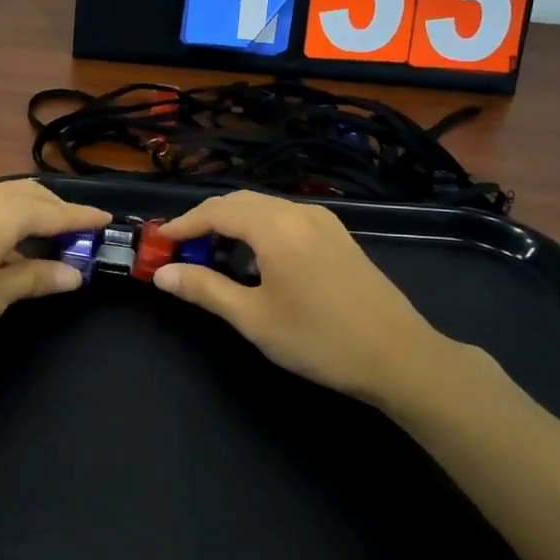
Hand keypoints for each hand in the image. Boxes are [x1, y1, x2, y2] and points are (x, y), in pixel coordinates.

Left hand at [0, 180, 109, 358]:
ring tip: (48, 235)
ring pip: (7, 195)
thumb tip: (74, 274)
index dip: (83, 218)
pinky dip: (8, 215)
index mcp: (2, 213)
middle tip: (79, 233)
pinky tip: (7, 240)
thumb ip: (35, 279)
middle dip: (58, 209)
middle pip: (31, 194)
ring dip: (32, 210)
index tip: (108, 220)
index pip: (55, 211)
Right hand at [153, 190, 468, 408]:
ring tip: (212, 254)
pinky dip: (259, 229)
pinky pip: (287, 219)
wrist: (401, 357)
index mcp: (276, 227)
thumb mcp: (254, 318)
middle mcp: (300, 213)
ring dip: (233, 223)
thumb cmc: (320, 340)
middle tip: (181, 249)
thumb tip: (162, 274)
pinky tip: (255, 258)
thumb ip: (205, 289)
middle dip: (206, 220)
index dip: (183, 224)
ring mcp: (325, 222)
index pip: (217, 211)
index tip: (158, 242)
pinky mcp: (339, 237)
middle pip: (240, 202)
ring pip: (265, 208)